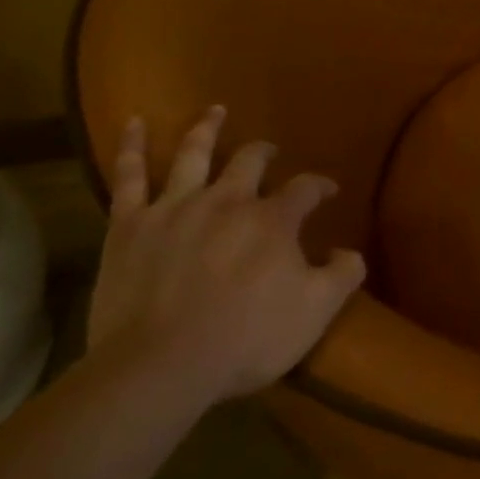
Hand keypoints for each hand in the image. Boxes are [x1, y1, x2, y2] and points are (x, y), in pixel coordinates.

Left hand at [88, 106, 365, 407]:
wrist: (160, 367)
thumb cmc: (245, 340)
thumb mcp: (315, 313)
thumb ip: (342, 276)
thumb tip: (351, 252)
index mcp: (273, 220)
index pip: (305, 188)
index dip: (319, 186)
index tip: (327, 191)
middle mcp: (228, 200)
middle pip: (250, 161)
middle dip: (264, 153)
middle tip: (269, 152)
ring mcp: (176, 208)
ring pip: (194, 154)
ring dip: (207, 129)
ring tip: (215, 110)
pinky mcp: (130, 226)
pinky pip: (128, 176)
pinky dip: (131, 146)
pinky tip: (133, 122)